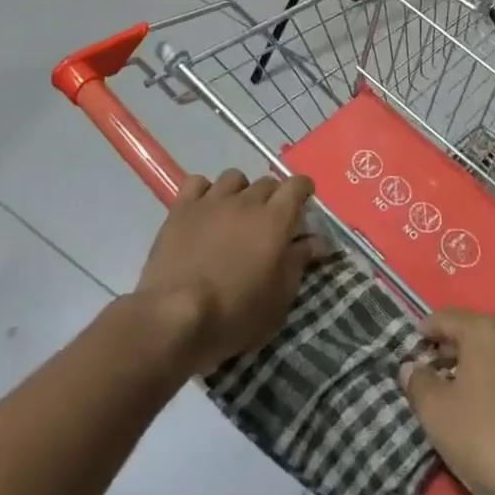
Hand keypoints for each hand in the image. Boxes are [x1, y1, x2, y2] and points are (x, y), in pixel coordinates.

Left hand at [135, 169, 329, 376]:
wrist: (175, 315)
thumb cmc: (235, 314)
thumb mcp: (279, 298)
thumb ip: (300, 262)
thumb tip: (319, 241)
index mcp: (274, 220)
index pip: (297, 185)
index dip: (303, 190)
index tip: (304, 204)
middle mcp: (245, 200)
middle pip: (267, 182)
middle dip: (274, 197)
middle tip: (270, 223)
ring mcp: (211, 201)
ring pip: (234, 178)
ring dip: (241, 192)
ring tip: (236, 214)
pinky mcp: (182, 208)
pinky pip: (198, 183)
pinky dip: (206, 191)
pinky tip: (205, 210)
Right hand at [400, 310, 494, 494]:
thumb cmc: (487, 437)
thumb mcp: (437, 412)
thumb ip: (418, 383)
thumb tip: (411, 367)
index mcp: (485, 330)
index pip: (446, 318)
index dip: (425, 331)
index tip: (411, 348)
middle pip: (472, 334)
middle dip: (448, 351)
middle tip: (428, 374)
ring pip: (494, 355)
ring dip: (472, 368)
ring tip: (454, 396)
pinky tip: (486, 412)